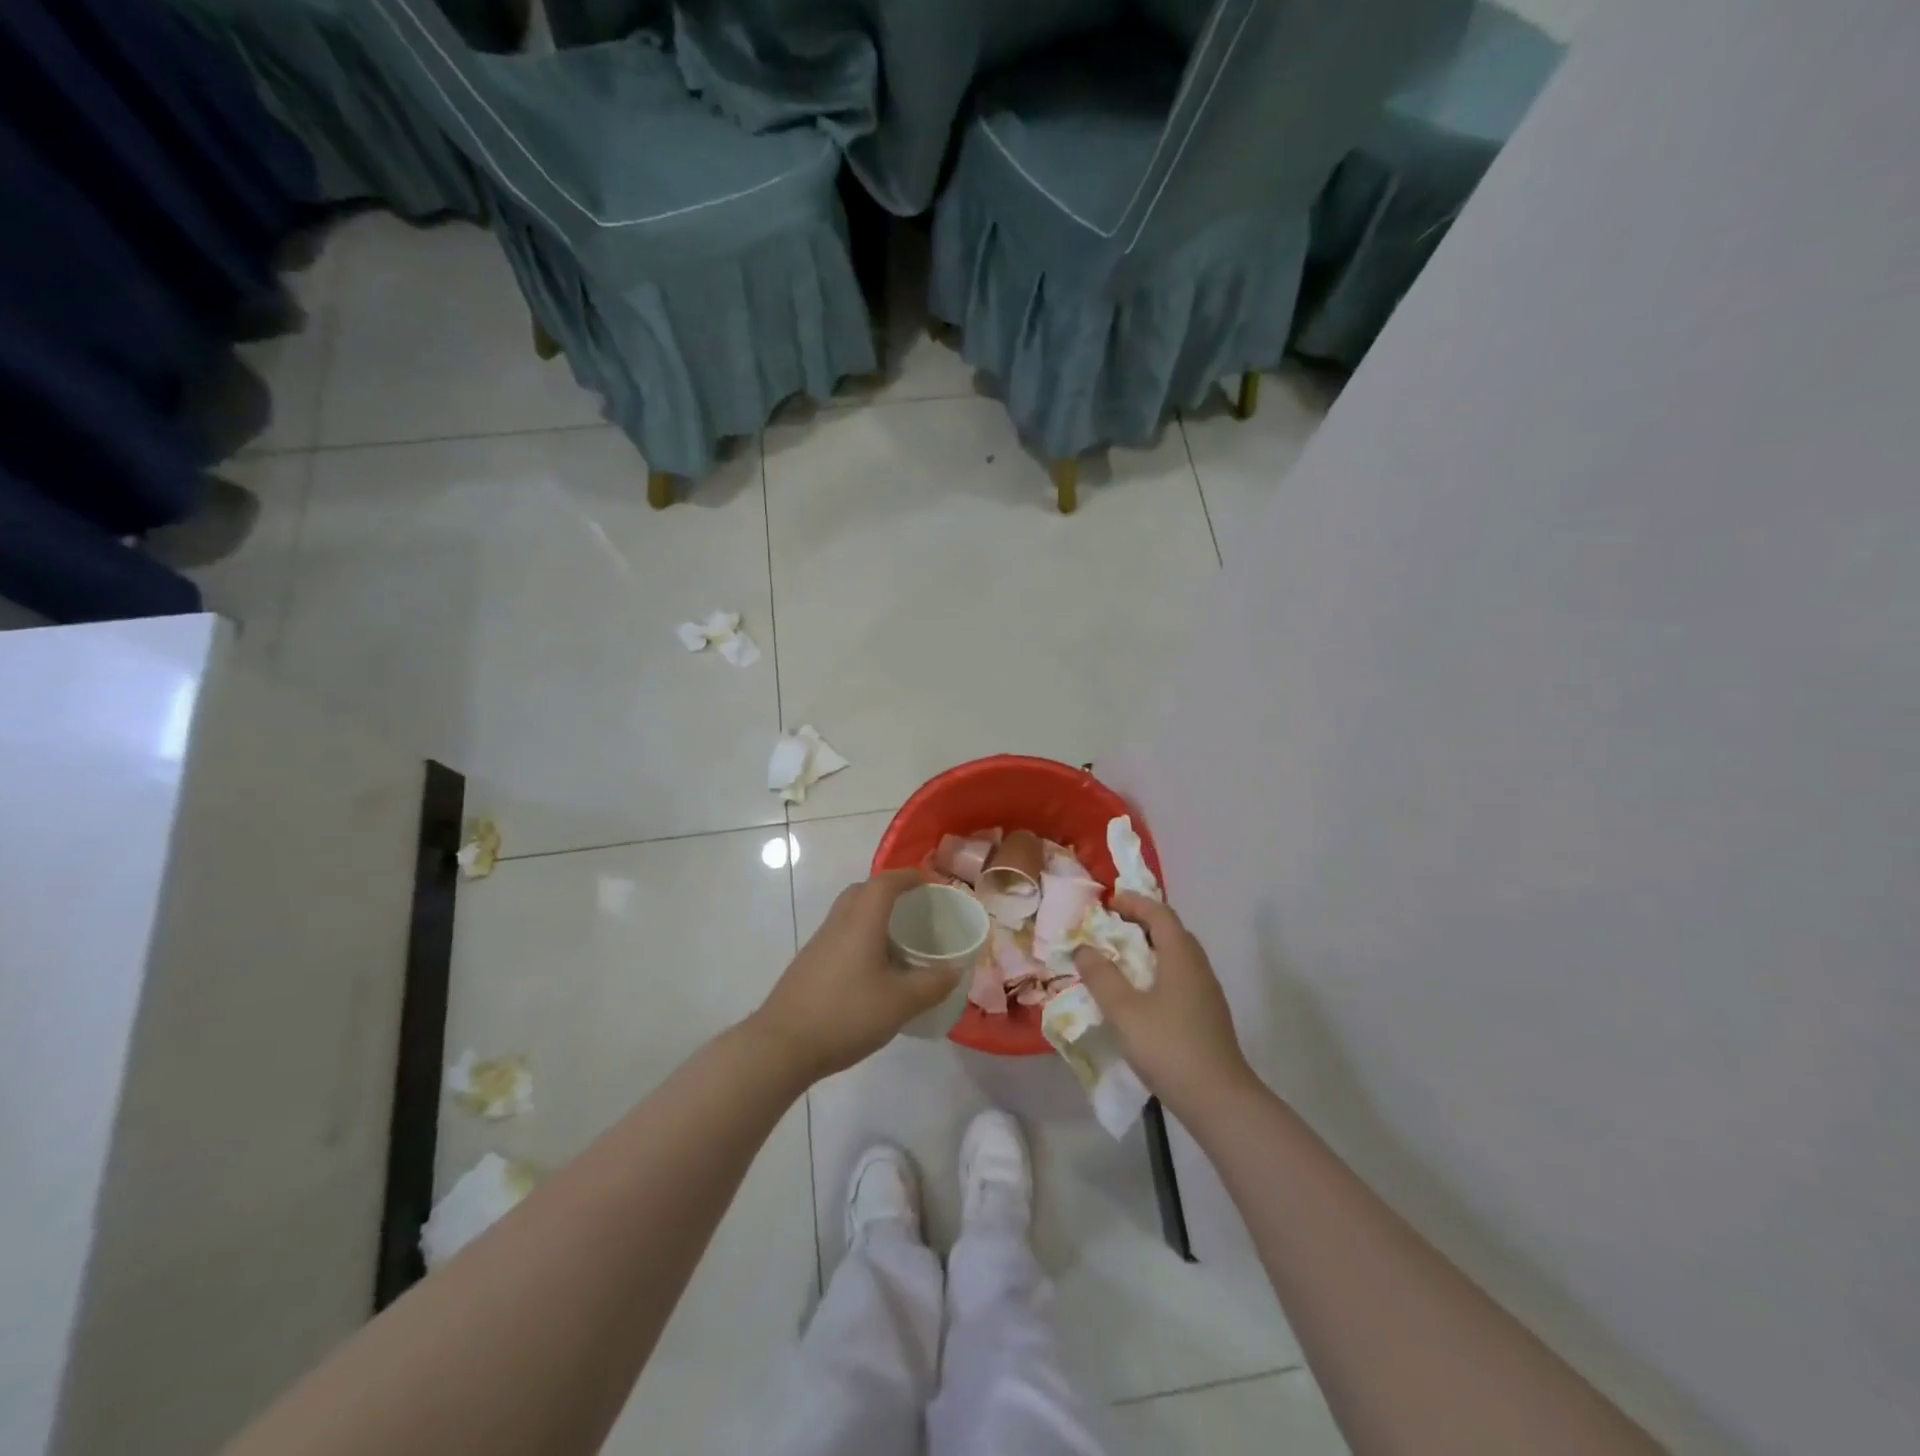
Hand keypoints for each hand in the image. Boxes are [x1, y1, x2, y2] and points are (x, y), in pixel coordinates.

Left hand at [749, 868, 959, 1085]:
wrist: (782, 1045)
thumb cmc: (846, 1014)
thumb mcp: (900, 1003)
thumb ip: (932, 984)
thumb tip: (956, 970)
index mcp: (861, 922)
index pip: (885, 883)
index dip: (908, 877)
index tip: (930, 883)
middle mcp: (838, 924)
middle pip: (862, 891)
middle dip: (888, 891)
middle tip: (913, 907)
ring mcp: (818, 944)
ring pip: (848, 914)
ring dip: (872, 915)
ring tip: (897, 940)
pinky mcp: (808, 965)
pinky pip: (839, 936)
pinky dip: (859, 938)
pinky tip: (872, 969)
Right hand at [1072, 893, 1259, 1122]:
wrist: (1220, 1099)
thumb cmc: (1169, 1047)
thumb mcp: (1124, 1011)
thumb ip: (1101, 976)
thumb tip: (1084, 948)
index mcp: (1181, 956)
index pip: (1159, 913)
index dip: (1133, 902)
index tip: (1107, 903)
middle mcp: (1198, 966)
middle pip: (1171, 930)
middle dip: (1140, 923)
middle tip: (1109, 928)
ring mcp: (1207, 992)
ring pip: (1177, 955)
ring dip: (1149, 948)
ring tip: (1119, 960)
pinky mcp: (1207, 1014)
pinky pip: (1180, 976)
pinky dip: (1157, 971)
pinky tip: (1140, 995)